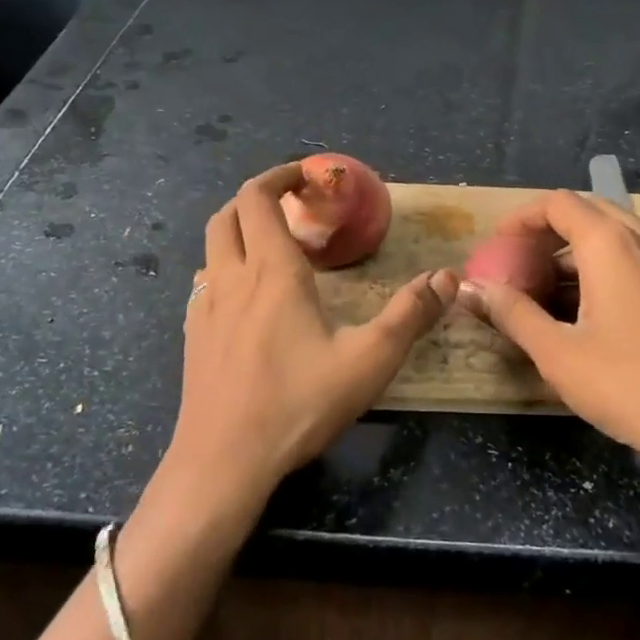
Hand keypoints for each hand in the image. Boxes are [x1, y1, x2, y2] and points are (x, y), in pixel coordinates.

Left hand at [174, 162, 457, 506]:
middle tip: (292, 206)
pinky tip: (248, 301)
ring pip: (212, 247)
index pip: (259, 198)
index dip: (279, 176)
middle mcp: (231, 279)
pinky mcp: (192, 337)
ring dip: (239, 232)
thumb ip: (410, 315)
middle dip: (257, 197)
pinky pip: (205, 283)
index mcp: (272, 273)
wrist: (222, 462)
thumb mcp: (368, 361)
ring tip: (274, 249)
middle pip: (228, 214)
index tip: (308, 177)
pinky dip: (226, 269)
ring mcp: (204, 308)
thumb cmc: (297, 405)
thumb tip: (447, 276)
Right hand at [458, 190, 639, 469]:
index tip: (499, 243)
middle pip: (590, 210)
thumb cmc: (627, 384)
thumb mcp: (557, 352)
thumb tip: (472, 290)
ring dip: (579, 246)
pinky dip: (607, 263)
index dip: (523, 217)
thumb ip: (512, 313)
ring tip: (550, 284)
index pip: (559, 203)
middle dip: (551, 227)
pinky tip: (592, 306)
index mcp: (611, 245)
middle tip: (522, 257)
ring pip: (618, 233)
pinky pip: (639, 256)